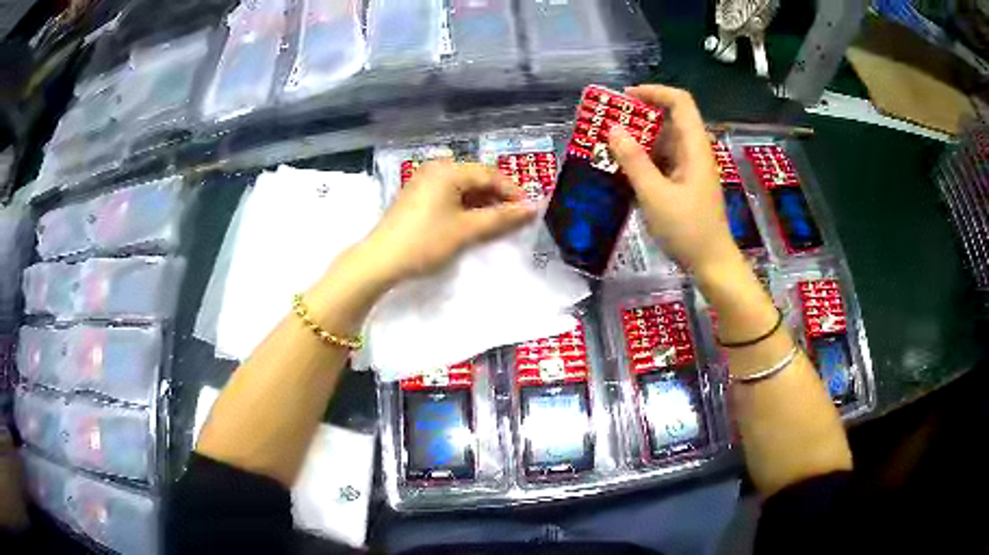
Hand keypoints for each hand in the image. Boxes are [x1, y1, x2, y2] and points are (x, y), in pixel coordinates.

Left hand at [362, 161, 537, 283]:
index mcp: (448, 170)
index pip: (490, 174)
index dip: (513, 192)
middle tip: (517, 217)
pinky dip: (465, 205)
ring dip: (483, 202)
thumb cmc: (426, 242)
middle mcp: (436, 168)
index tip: (530, 210)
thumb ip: (501, 218)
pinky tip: (475, 220)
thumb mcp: (466, 230)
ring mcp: (424, 180)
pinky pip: (450, 194)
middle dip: (498, 197)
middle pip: (477, 177)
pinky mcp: (417, 195)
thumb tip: (533, 208)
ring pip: (463, 186)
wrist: (381, 260)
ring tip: (499, 222)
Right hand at [607, 85, 739, 273]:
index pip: (680, 102)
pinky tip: (623, 170)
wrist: (711, 264)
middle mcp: (694, 151)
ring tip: (609, 146)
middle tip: (608, 124)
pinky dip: (644, 160)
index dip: (654, 92)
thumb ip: (634, 160)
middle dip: (638, 117)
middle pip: (669, 119)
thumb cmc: (687, 230)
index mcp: (695, 147)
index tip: (625, 98)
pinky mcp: (685, 183)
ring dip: (638, 140)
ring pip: (664, 141)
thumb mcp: (655, 195)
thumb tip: (612, 129)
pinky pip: (663, 161)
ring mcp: (691, 168)